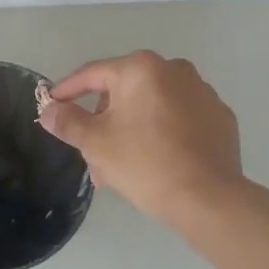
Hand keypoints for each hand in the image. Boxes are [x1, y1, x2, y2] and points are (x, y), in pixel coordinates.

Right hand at [38, 51, 242, 225]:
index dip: (67, 91)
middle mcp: (175, 70)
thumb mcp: (96, 143)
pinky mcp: (219, 117)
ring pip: (151, 107)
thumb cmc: (145, 163)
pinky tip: (154, 162)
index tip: (51, 106)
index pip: (93, 74)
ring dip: (129, 130)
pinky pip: (178, 119)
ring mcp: (202, 93)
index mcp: (142, 69)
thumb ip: (68, 121)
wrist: (208, 199)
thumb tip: (48, 110)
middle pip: (123, 92)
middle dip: (102, 121)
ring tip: (118, 168)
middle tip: (90, 153)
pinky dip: (160, 134)